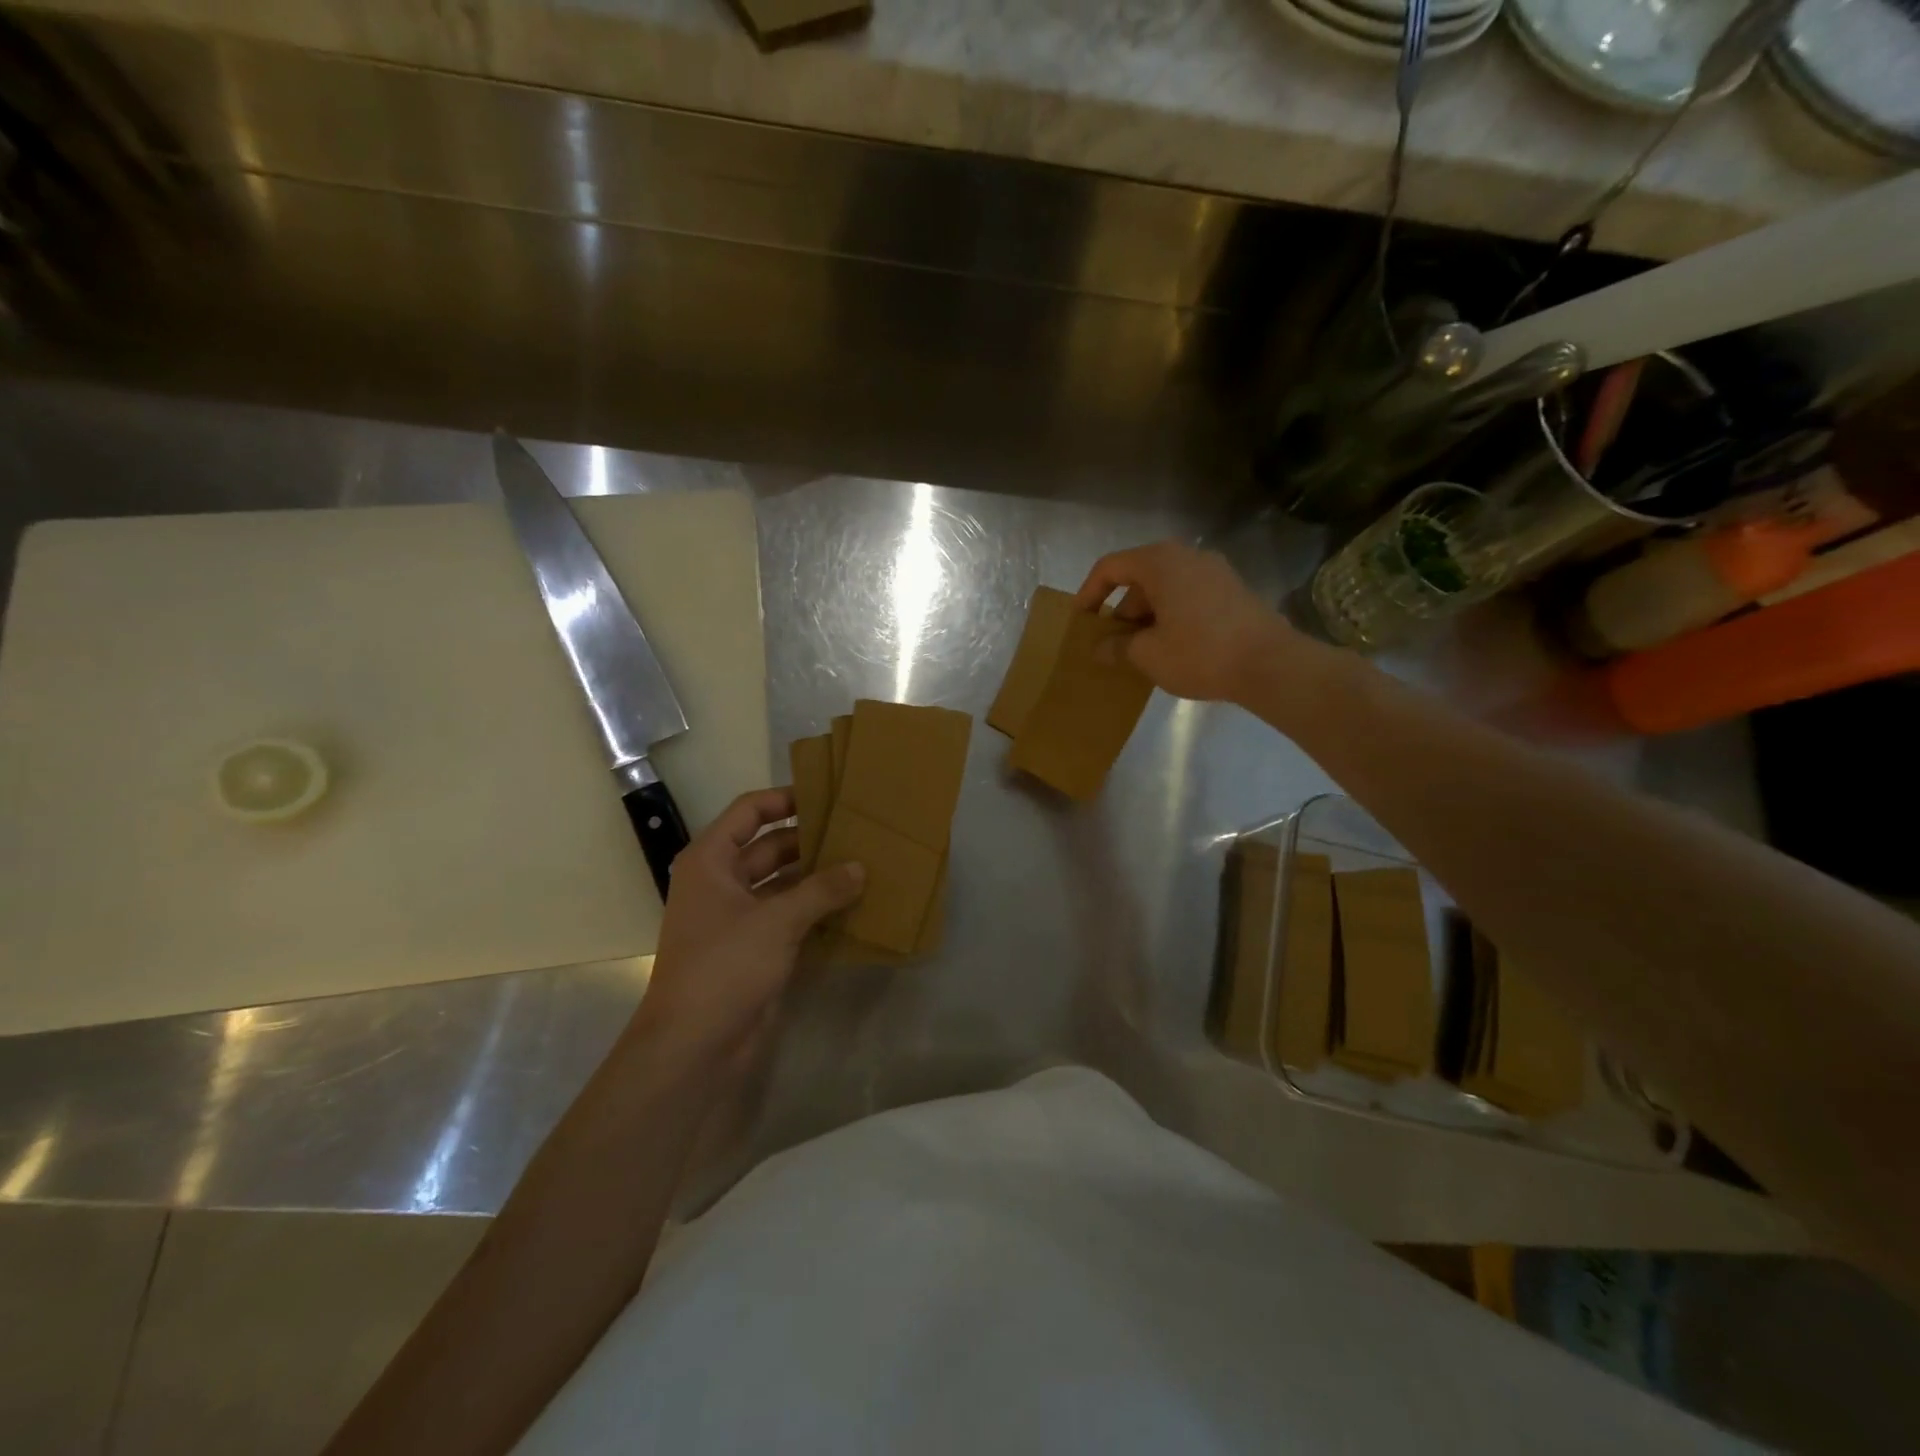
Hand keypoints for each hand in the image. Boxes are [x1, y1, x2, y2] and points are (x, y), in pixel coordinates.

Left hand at [626, 788, 862, 1081]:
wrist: (694, 1046)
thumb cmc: (725, 967)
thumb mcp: (776, 920)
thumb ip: (822, 890)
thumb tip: (860, 867)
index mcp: (711, 861)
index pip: (750, 812)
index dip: (785, 799)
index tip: (827, 795)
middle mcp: (722, 882)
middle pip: (770, 846)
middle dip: (811, 840)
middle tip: (859, 832)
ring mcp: (738, 918)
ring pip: (784, 883)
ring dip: (818, 877)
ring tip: (864, 864)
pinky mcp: (755, 949)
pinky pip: (790, 916)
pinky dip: (816, 910)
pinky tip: (853, 905)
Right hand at [1075, 541, 1304, 703]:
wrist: (1271, 664)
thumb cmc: (1199, 653)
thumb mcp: (1148, 655)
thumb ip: (1117, 647)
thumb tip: (1100, 648)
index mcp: (1160, 562)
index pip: (1111, 567)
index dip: (1089, 593)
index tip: (1081, 621)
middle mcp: (1187, 556)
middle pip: (1140, 578)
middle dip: (1121, 611)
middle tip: (1112, 645)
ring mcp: (1215, 572)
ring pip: (1166, 589)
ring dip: (1147, 617)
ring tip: (1141, 652)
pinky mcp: (1233, 591)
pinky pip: (1189, 597)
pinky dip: (1172, 616)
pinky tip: (1172, 648)